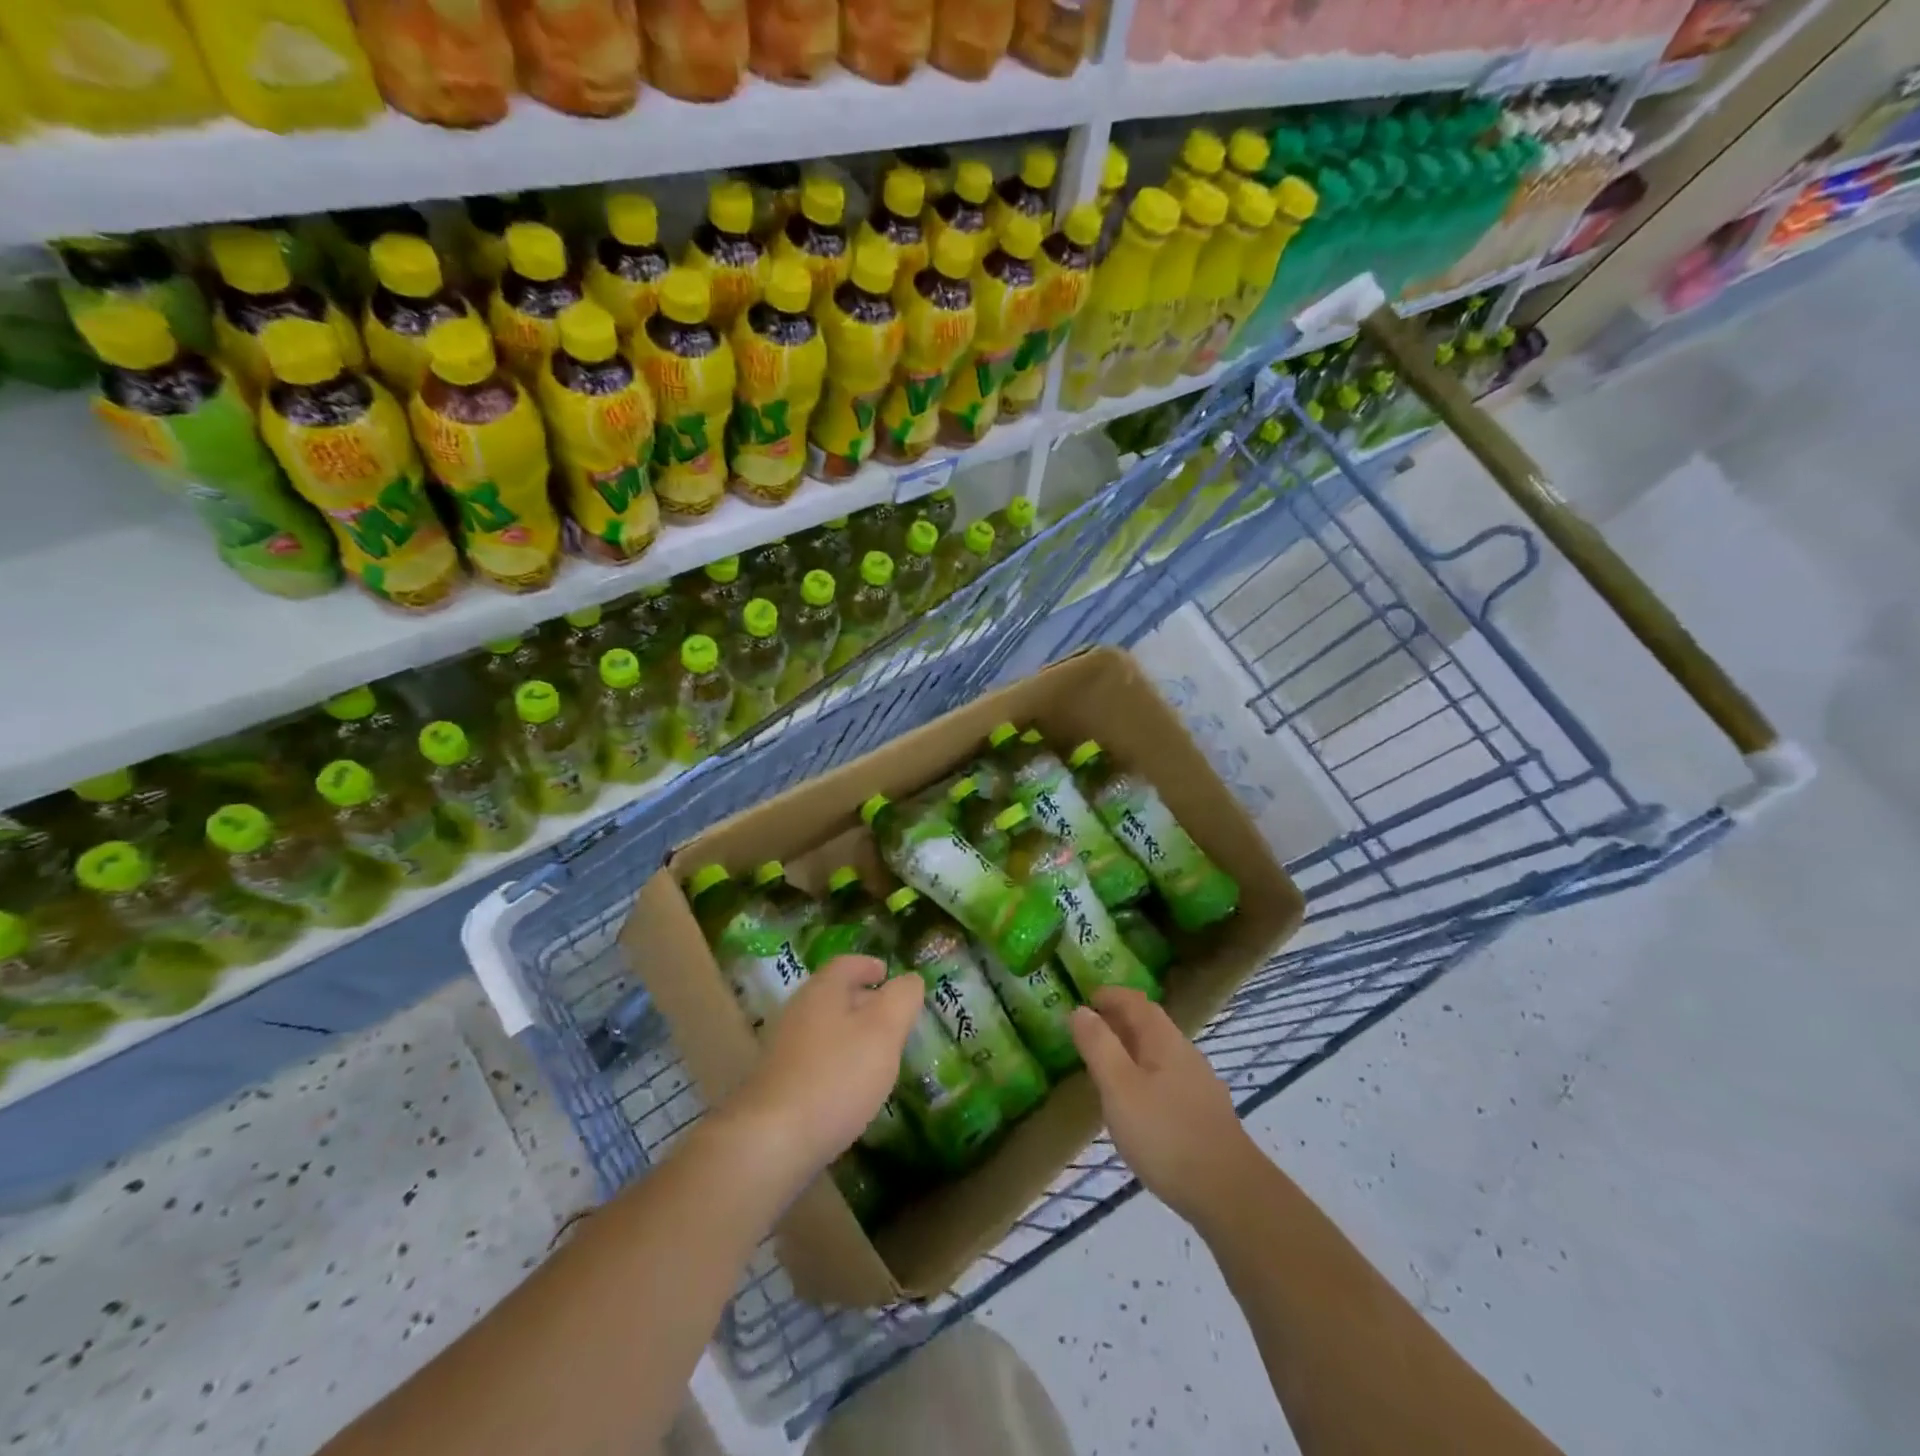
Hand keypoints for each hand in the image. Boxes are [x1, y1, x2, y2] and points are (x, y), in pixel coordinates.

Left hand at [721, 955, 923, 1182]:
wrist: (773, 1141)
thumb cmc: (837, 1075)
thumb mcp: (883, 1031)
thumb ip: (902, 999)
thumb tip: (910, 980)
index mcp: (823, 991)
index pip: (846, 964)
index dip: (869, 965)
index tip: (887, 974)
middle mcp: (799, 1012)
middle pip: (834, 995)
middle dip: (864, 1001)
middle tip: (892, 1016)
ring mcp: (785, 1049)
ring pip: (826, 1029)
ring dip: (852, 1034)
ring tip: (878, 1053)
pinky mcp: (780, 1084)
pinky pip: (816, 1060)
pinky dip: (838, 1062)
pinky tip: (852, 1087)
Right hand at [1071, 988, 1261, 1225]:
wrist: (1229, 1194)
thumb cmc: (1165, 1134)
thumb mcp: (1119, 1088)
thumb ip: (1098, 1046)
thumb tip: (1081, 1009)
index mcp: (1164, 1041)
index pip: (1137, 1002)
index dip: (1111, 995)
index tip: (1086, 998)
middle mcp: (1186, 1055)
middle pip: (1150, 1026)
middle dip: (1120, 1021)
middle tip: (1089, 1030)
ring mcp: (1200, 1086)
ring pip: (1160, 1055)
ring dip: (1132, 1051)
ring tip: (1106, 1067)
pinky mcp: (1205, 1116)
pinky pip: (1168, 1080)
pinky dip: (1145, 1077)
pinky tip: (1137, 1105)